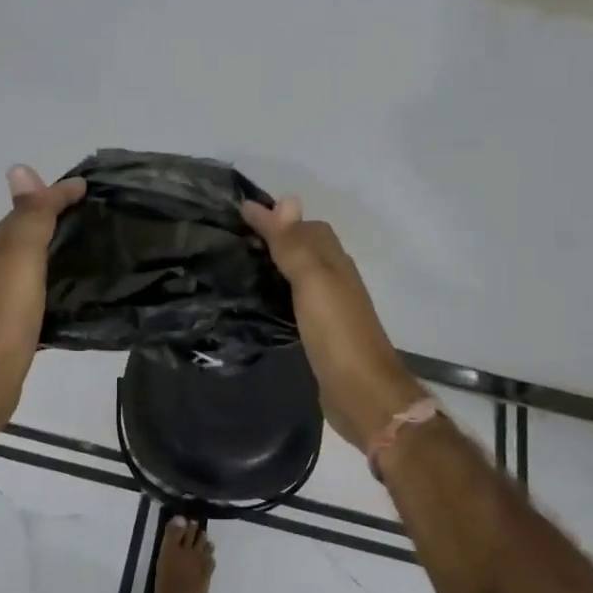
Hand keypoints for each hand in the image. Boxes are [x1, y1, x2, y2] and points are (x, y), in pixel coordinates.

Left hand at [0, 165, 85, 436]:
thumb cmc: (3, 314)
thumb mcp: (20, 256)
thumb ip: (28, 216)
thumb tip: (21, 168)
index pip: (27, 209)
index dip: (56, 195)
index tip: (91, 188)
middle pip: (26, 236)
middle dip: (56, 222)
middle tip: (97, 219)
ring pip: (30, 266)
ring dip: (55, 255)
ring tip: (92, 254)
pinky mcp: (9, 328)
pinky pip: (35, 295)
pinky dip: (53, 285)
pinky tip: (73, 296)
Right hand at [242, 196, 423, 452]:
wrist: (361, 393)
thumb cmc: (337, 332)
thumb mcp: (313, 281)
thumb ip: (296, 244)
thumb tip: (284, 198)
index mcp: (334, 263)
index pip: (306, 227)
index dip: (276, 217)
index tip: (237, 213)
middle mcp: (333, 281)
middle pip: (304, 250)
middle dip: (273, 239)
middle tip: (231, 238)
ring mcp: (327, 310)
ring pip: (297, 277)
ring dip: (273, 267)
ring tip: (235, 265)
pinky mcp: (317, 336)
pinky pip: (293, 304)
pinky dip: (275, 295)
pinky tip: (255, 303)